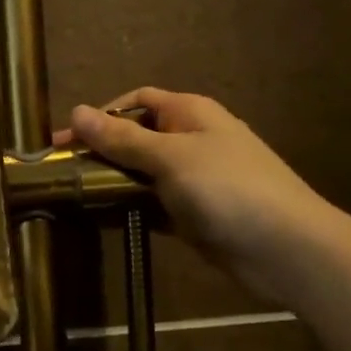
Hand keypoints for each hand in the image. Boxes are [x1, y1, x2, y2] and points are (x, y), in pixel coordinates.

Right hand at [65, 88, 329, 301]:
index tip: (66, 141)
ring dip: (113, 182)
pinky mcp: (195, 214)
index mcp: (189, 113)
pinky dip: (131, 209)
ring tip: (75, 197)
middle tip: (64, 173)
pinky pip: (154, 205)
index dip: (100, 115)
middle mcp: (191, 140)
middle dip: (102, 151)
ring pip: (143, 174)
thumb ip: (122, 138)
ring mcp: (194, 180)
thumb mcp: (170, 157)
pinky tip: (105, 220)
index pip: (136, 101)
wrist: (286, 248)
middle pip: (137, 137)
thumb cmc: (227, 188)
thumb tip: (77, 111)